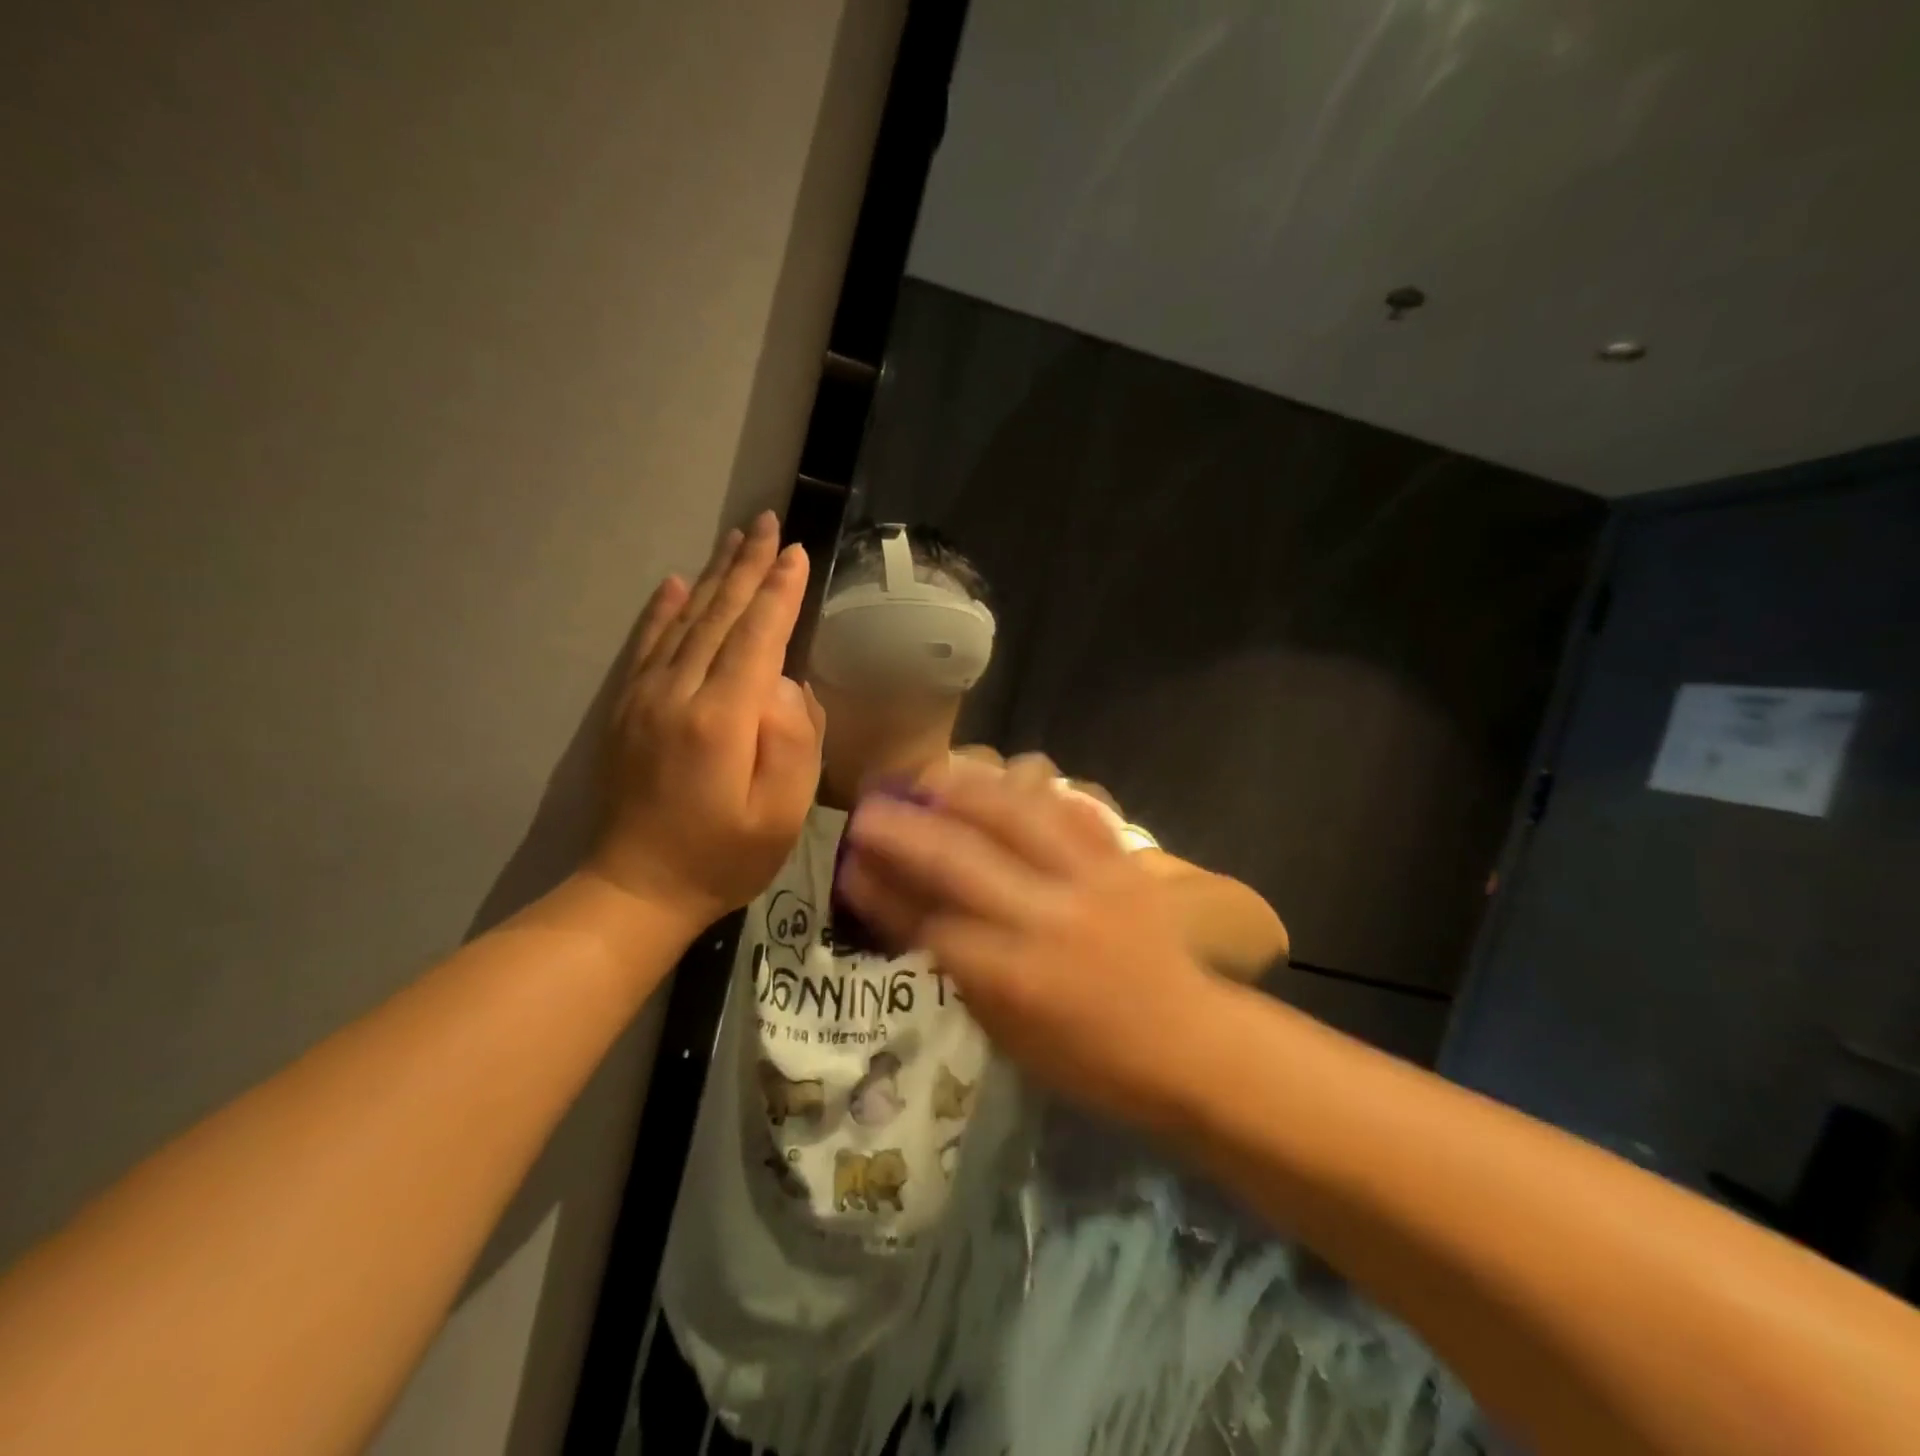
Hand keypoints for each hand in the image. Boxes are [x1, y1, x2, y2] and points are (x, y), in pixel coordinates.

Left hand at [589, 512, 825, 928]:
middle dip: (748, 566)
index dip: (780, 592)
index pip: (757, 637)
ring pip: (685, 620)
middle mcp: (679, 693)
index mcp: (722, 718)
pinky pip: (647, 645)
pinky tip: (673, 583)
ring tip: (735, 538)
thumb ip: (794, 741)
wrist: (638, 888)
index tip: (798, 552)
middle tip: (768, 522)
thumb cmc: (724, 857)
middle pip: (719, 615)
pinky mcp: (628, 708)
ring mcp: (646, 697)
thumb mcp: (781, 813)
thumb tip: (786, 684)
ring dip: (713, 576)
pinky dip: (663, 609)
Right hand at [837, 758, 1221, 1125]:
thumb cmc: (1089, 1059)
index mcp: (1015, 978)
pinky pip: (1069, 808)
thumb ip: (954, 966)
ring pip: (1016, 814)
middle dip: (903, 828)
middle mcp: (1048, 919)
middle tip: (869, 808)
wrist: (1187, 1042)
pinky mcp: (1122, 861)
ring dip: (964, 790)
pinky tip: (1002, 778)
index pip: (929, 921)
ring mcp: (1090, 881)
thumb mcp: (1007, 1031)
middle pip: (959, 856)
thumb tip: (901, 912)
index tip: (850, 867)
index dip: (883, 891)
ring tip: (931, 777)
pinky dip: (1030, 790)